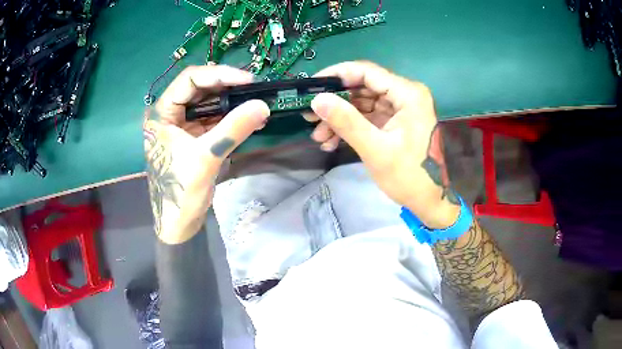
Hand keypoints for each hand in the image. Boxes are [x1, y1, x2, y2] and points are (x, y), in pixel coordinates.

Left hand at [144, 65, 269, 243]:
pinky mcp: (192, 136)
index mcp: (162, 113)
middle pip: (200, 89)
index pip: (190, 80)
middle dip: (227, 87)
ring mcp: (181, 125)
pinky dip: (230, 117)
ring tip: (256, 104)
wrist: (178, 223)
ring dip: (231, 102)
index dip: (219, 74)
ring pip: (208, 103)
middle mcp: (169, 114)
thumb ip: (233, 129)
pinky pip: (213, 119)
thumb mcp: (206, 157)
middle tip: (254, 90)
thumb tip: (263, 105)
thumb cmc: (181, 191)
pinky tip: (249, 118)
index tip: (247, 80)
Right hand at [308, 61, 459, 227]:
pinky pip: (367, 117)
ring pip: (362, 103)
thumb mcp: (376, 150)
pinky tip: (332, 142)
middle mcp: (405, 94)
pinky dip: (350, 127)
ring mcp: (399, 108)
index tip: (311, 87)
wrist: (430, 201)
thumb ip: (347, 122)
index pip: (366, 71)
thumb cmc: (410, 177)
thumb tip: (317, 99)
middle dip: (335, 103)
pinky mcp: (394, 122)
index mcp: (408, 94)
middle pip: (362, 87)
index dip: (336, 75)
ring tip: (319, 137)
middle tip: (310, 117)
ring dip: (339, 118)